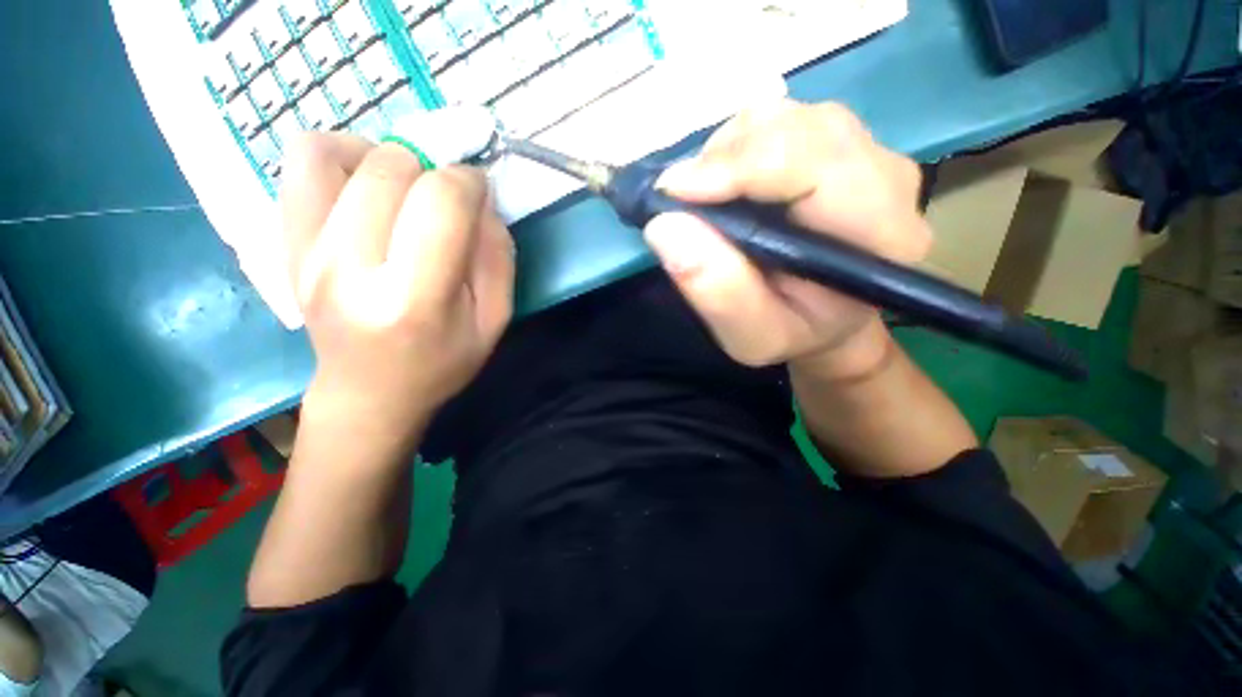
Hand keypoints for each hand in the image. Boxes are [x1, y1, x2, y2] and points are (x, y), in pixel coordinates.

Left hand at [282, 134, 514, 448]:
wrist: (368, 392)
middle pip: (390, 168)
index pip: (441, 201)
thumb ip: (497, 256)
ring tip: (402, 189)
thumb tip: (480, 200)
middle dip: (431, 172)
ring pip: (335, 153)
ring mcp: (304, 252)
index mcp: (414, 298)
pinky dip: (337, 155)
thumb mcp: (494, 320)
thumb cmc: (442, 362)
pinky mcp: (283, 243)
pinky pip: (300, 164)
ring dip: (383, 157)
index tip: (477, 195)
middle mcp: (348, 268)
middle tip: (442, 202)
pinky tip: (363, 186)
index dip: (468, 183)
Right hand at [646, 100, 930, 376]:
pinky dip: (737, 145)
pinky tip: (726, 183)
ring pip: (786, 116)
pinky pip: (781, 119)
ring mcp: (866, 152)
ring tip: (705, 196)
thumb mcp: (751, 336)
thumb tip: (664, 226)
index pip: (812, 164)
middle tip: (681, 199)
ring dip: (728, 150)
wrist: (827, 319)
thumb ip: (717, 291)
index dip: (736, 167)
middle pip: (798, 127)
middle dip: (725, 157)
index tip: (673, 193)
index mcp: (878, 234)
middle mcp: (886, 178)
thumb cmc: (793, 333)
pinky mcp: (842, 144)